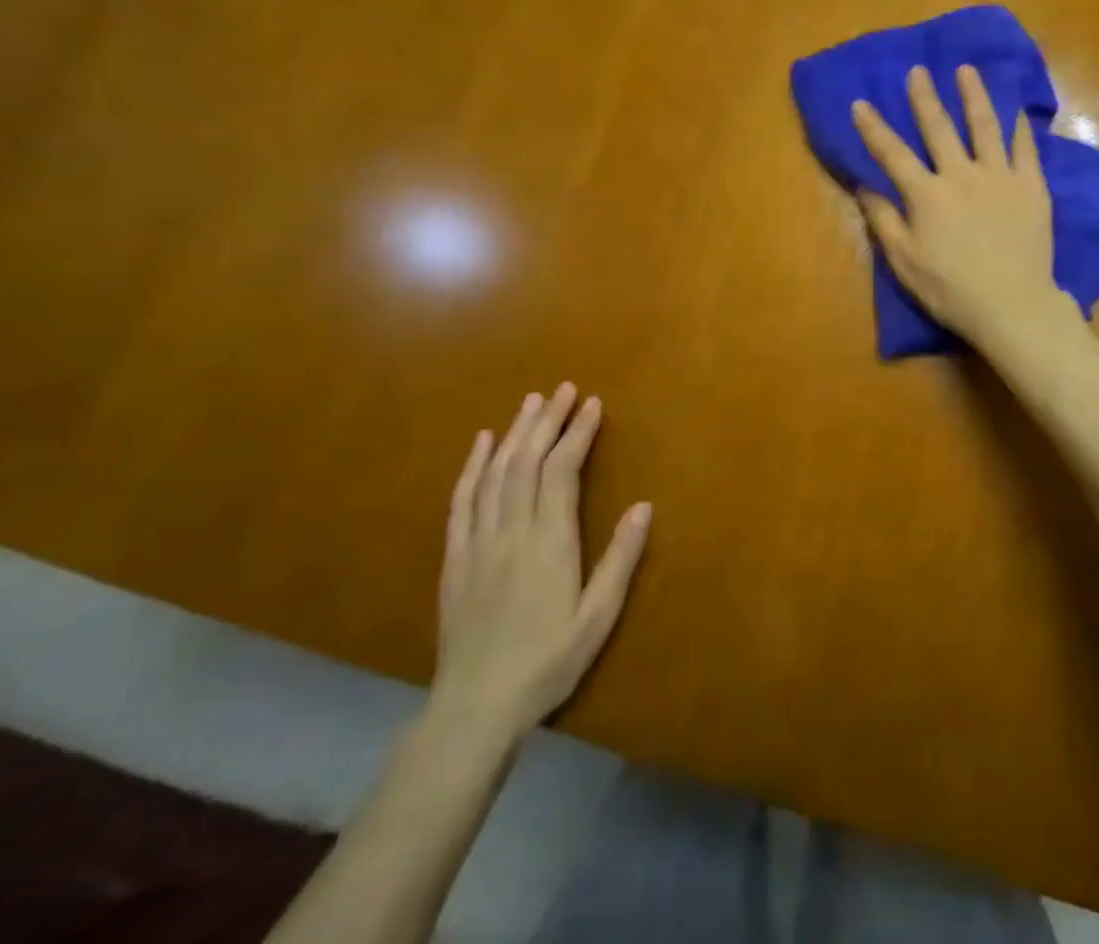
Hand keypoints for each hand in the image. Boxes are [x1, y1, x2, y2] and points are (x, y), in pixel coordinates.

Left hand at [432, 383, 650, 747]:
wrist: (474, 709)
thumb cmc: (547, 663)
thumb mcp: (597, 618)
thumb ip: (620, 560)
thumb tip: (644, 506)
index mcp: (549, 543)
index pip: (562, 471)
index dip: (577, 433)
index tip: (592, 404)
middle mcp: (511, 532)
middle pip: (527, 462)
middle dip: (547, 421)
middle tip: (564, 389)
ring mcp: (478, 543)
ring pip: (495, 474)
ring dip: (515, 433)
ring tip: (532, 402)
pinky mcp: (455, 559)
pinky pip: (462, 502)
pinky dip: (472, 467)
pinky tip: (482, 443)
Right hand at [851, 65, 1068, 347]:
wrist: (1012, 305)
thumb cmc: (951, 290)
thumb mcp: (905, 262)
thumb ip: (884, 221)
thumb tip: (864, 187)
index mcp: (927, 195)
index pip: (893, 154)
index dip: (874, 128)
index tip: (861, 103)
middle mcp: (962, 175)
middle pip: (939, 129)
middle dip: (925, 98)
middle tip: (918, 71)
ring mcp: (1000, 177)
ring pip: (985, 126)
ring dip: (974, 96)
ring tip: (966, 70)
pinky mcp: (1032, 187)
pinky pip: (1025, 148)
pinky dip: (1019, 126)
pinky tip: (1016, 108)